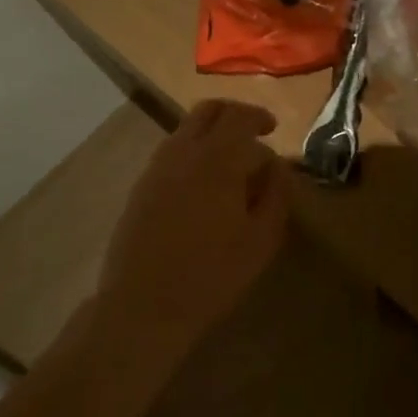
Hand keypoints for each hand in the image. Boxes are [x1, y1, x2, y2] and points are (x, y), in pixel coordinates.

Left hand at [95, 100, 289, 358]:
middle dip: (233, 114)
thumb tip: (277, 165)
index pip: (239, 117)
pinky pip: (170, 152)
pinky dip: (192, 152)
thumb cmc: (212, 274)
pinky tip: (203, 184)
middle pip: (207, 111)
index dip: (259, 117)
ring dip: (210, 133)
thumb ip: (275, 194)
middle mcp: (183, 153)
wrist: (144, 305)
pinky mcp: (140, 188)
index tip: (272, 129)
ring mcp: (156, 168)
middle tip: (253, 134)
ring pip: (185, 130)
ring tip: (230, 161)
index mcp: (217, 160)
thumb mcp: (261, 239)